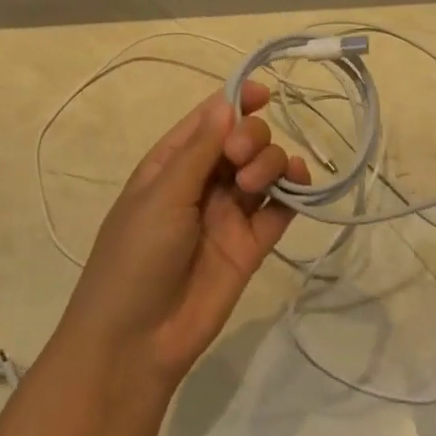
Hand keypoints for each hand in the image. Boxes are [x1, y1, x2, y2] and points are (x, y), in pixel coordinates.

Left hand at [58, 84, 309, 388]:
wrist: (136, 342)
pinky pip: (280, 209)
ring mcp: (229, 214)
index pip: (209, 121)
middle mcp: (203, 183)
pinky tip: (300, 187)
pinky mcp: (252, 244)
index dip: (236, 101)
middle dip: (251, 136)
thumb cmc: (135, 257)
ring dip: (270, 162)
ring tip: (255, 183)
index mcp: (171, 164)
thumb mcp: (162, 195)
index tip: (264, 93)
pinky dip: (294, 193)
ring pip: (264, 170)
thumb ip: (199, 149)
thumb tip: (226, 101)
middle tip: (240, 158)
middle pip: (242, 140)